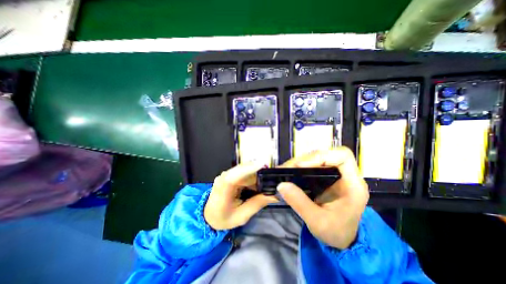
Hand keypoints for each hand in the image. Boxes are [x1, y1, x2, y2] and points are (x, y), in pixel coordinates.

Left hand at [203, 162, 277, 230]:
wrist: (209, 216)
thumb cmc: (223, 218)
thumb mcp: (242, 216)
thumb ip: (257, 204)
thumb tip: (274, 195)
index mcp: (223, 188)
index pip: (236, 175)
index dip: (249, 168)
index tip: (264, 165)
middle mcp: (224, 177)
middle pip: (245, 170)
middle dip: (260, 173)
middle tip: (274, 180)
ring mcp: (227, 174)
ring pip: (246, 170)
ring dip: (257, 175)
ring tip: (268, 183)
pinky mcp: (230, 174)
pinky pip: (244, 172)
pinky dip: (253, 177)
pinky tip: (259, 184)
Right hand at [276, 148, 367, 249]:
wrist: (342, 239)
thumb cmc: (335, 232)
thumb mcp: (317, 222)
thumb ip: (300, 203)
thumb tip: (282, 184)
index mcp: (352, 185)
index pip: (342, 156)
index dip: (322, 156)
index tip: (301, 165)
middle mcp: (345, 175)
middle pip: (326, 155)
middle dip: (305, 159)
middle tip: (287, 168)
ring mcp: (335, 175)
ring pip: (317, 158)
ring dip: (300, 161)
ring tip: (286, 169)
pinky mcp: (326, 177)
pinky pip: (313, 165)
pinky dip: (301, 166)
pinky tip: (292, 172)